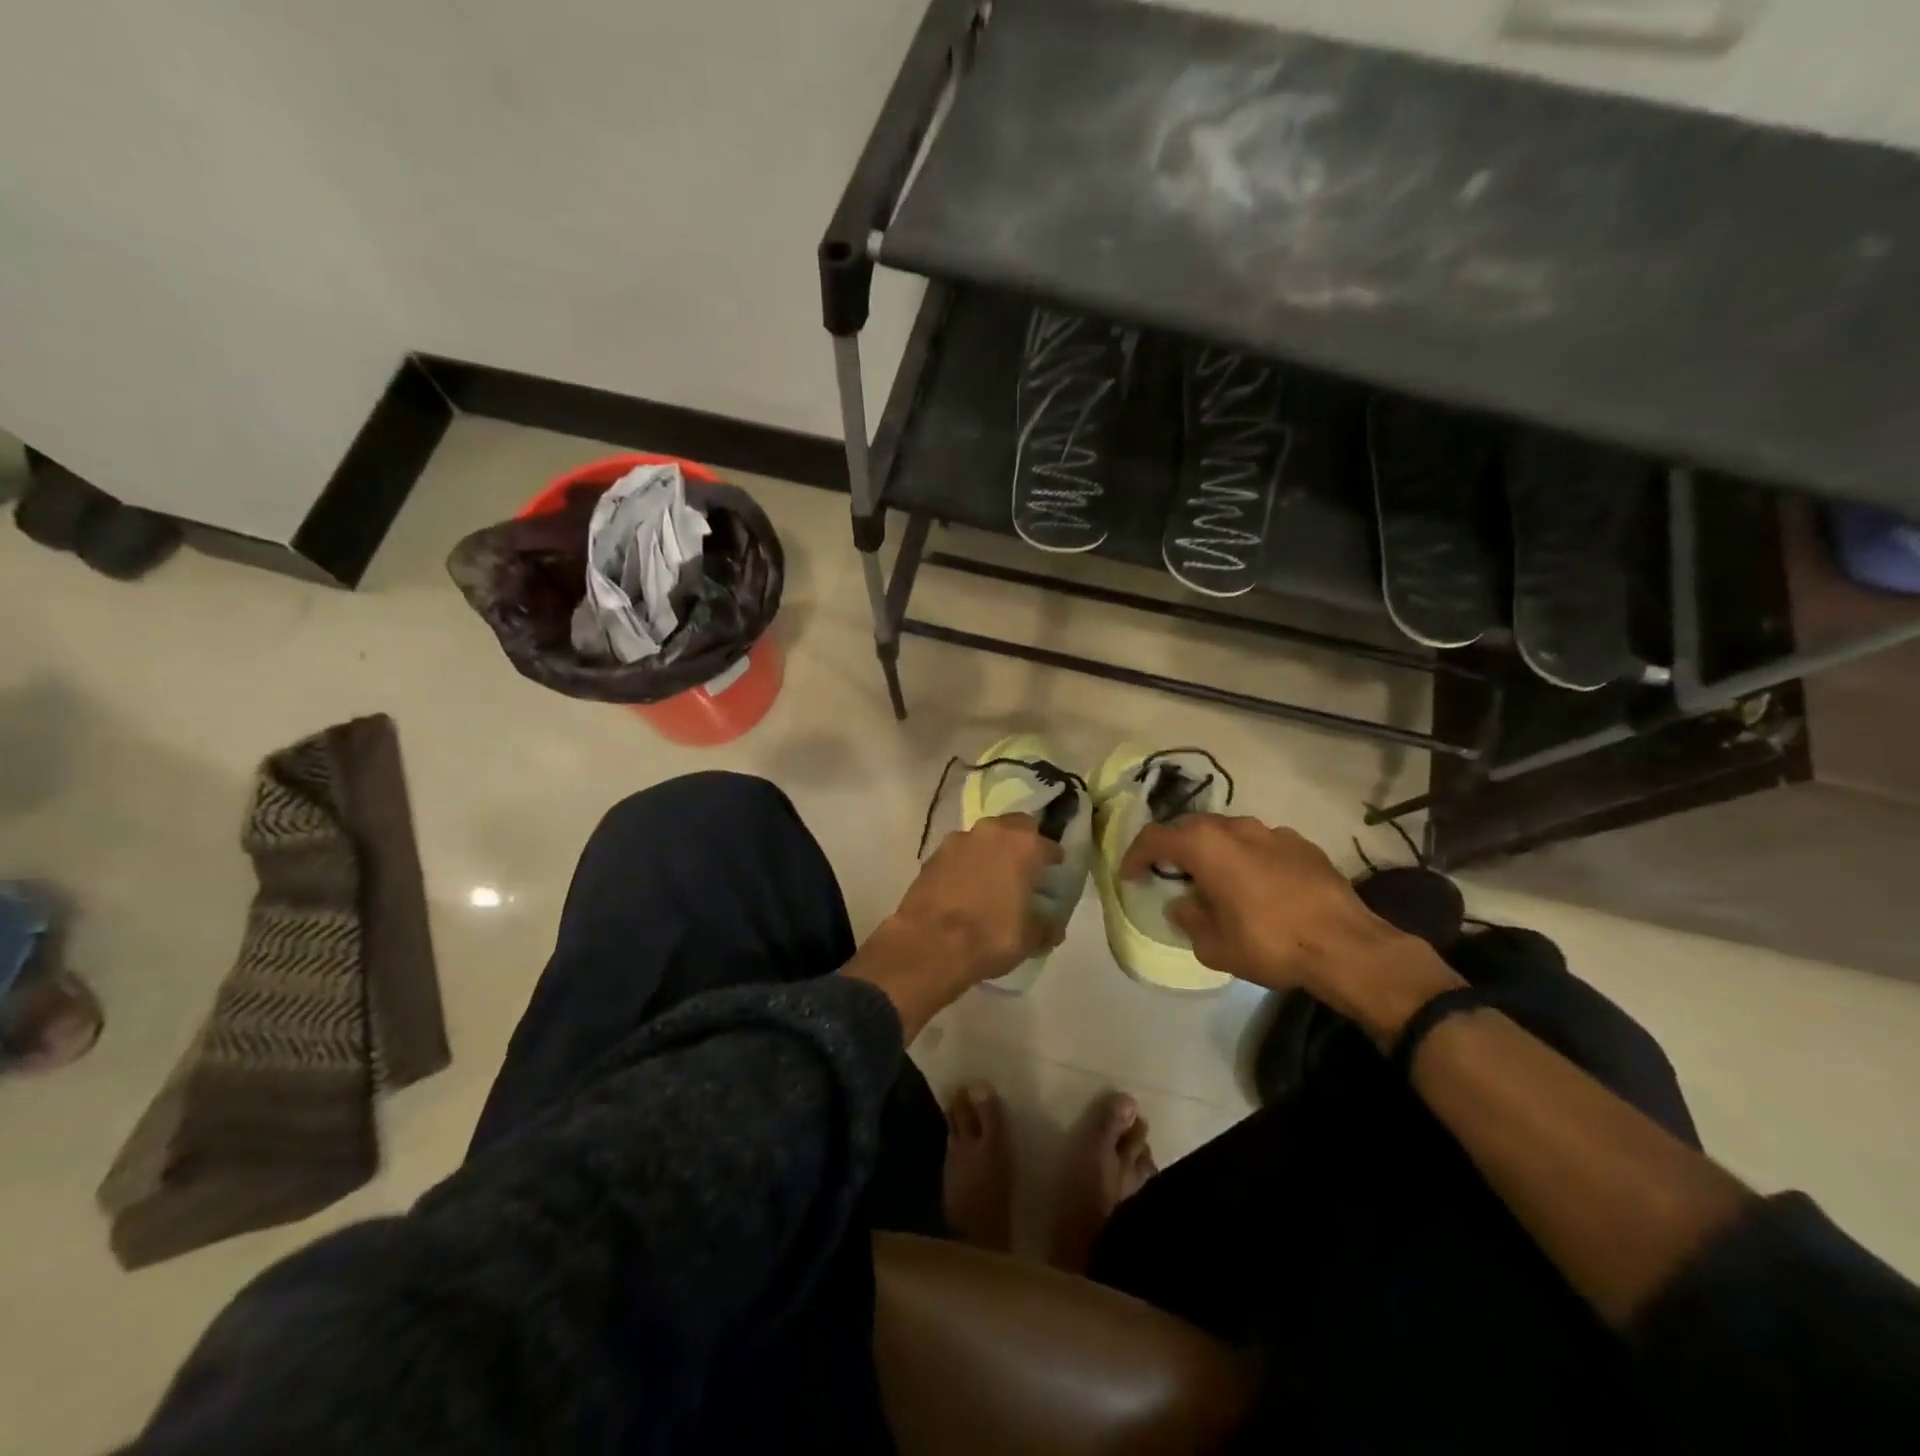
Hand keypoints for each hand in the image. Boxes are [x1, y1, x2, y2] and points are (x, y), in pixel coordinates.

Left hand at [846, 813, 1062, 1037]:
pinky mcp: (933, 855)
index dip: (1054, 862)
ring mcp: (958, 840)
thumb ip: (1046, 926)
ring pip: (984, 838)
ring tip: (992, 880)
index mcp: (1023, 845)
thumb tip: (1052, 927)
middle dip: (1022, 844)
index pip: (1049, 846)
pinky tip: (966, 888)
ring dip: (991, 852)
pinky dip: (967, 865)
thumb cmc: (989, 936)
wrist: (928, 945)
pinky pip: (959, 854)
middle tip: (1024, 870)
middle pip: (1015, 828)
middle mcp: (992, 832)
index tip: (1053, 876)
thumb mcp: (1030, 938)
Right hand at [1120, 815, 1442, 1018]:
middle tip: (1170, 875)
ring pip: (1229, 833)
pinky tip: (1258, 887)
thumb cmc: (1269, 943)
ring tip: (1216, 880)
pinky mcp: (1302, 844)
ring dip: (1214, 852)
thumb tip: (1184, 905)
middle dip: (1175, 849)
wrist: (1346, 946)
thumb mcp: (1213, 944)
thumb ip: (1189, 918)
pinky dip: (1249, 859)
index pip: (1155, 838)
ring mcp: (1272, 832)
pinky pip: (1262, 845)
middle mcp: (1235, 827)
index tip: (1130, 875)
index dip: (1135, 855)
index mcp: (1205, 845)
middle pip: (1191, 828)